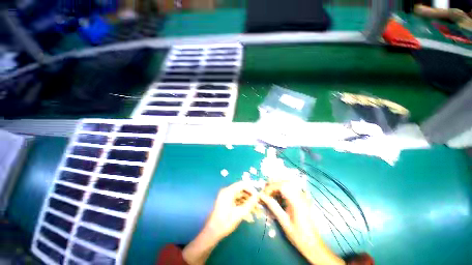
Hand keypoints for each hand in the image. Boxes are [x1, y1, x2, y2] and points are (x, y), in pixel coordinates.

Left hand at [183, 181, 258, 264]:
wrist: (213, 231)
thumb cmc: (226, 222)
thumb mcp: (240, 213)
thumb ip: (249, 203)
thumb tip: (257, 196)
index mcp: (228, 191)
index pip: (242, 184)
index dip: (251, 188)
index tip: (257, 195)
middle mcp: (226, 190)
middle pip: (240, 188)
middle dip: (249, 194)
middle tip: (256, 202)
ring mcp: (225, 195)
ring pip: (239, 193)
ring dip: (246, 199)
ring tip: (253, 206)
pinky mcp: (225, 200)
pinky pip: (235, 197)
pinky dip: (242, 201)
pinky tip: (247, 208)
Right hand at [260, 181, 344, 264]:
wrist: (313, 244)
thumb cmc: (298, 236)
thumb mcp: (284, 222)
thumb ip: (273, 206)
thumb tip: (261, 196)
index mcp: (297, 202)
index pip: (282, 186)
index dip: (271, 187)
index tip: (263, 194)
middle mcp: (301, 196)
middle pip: (285, 182)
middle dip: (273, 184)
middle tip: (266, 192)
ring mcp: (303, 197)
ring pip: (289, 183)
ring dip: (278, 185)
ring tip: (270, 193)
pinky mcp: (303, 199)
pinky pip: (292, 188)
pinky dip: (283, 188)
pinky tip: (278, 195)